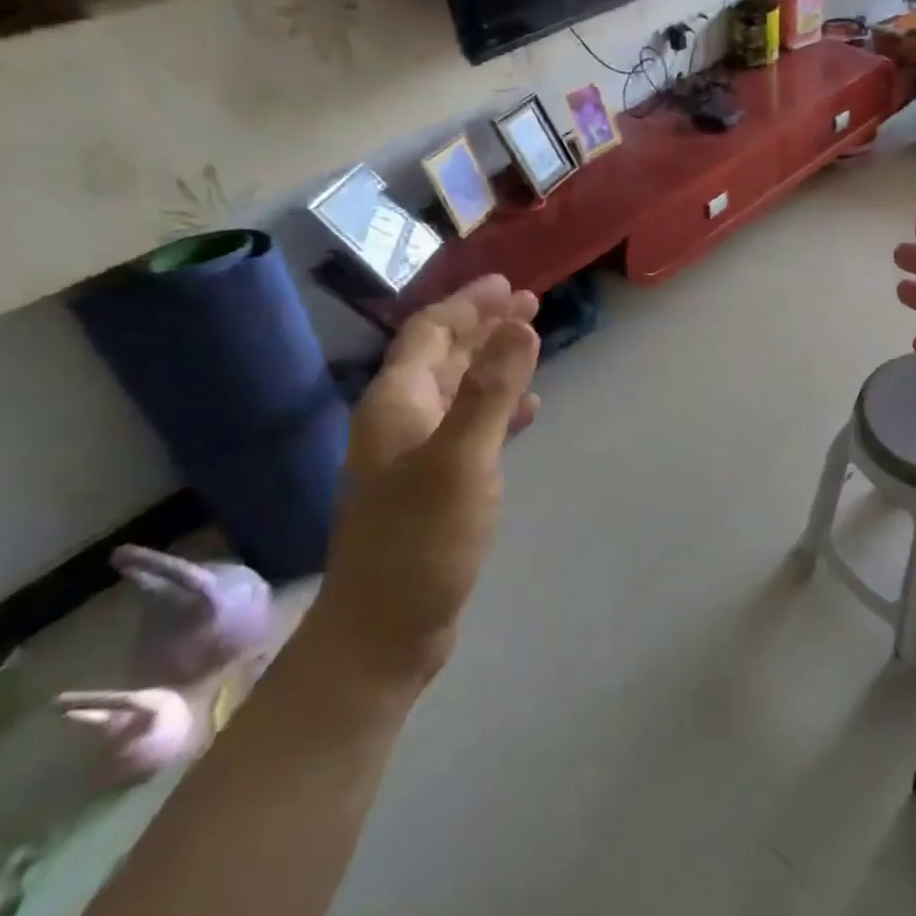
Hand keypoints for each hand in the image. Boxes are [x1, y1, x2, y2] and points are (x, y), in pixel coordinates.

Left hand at [309, 276, 541, 687]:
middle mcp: (401, 420)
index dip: (469, 305)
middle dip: (483, 326)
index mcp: (397, 404)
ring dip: (492, 362)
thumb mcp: (462, 460)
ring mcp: (415, 454)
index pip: (432, 334)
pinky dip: (497, 408)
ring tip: (531, 344)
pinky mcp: (434, 484)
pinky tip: (527, 411)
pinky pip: (469, 425)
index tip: (509, 284)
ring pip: (457, 388)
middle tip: (528, 302)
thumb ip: (491, 392)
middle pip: (443, 355)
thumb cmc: (421, 541)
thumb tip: (520, 325)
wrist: (384, 630)